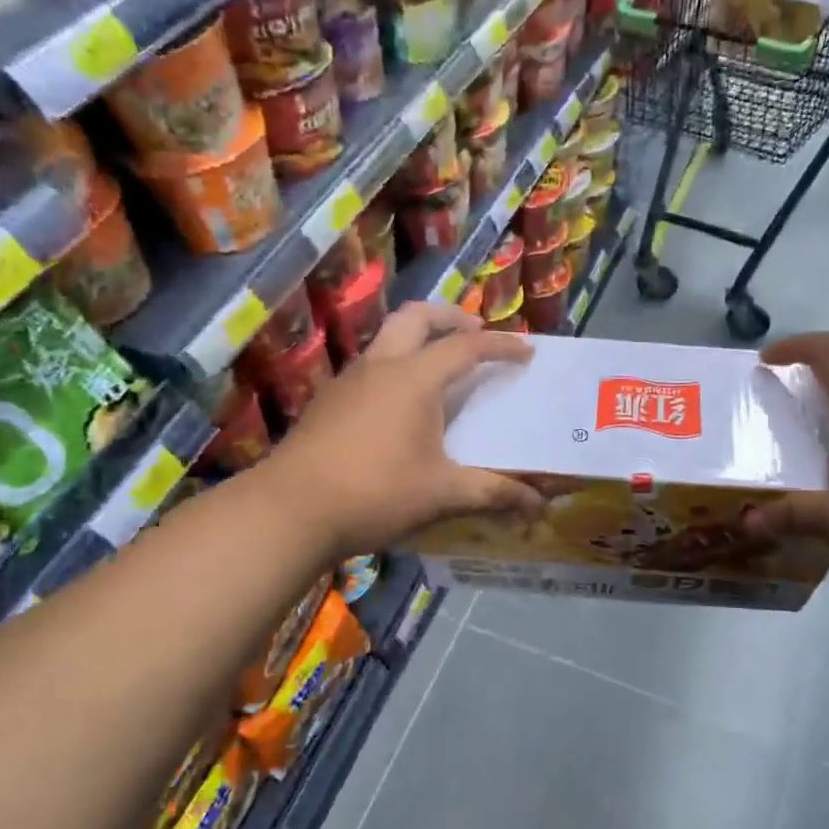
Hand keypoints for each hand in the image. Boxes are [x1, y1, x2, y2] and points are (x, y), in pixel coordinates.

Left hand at [256, 302, 545, 557]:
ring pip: (387, 339)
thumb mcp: (442, 494)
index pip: (466, 347)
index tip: (526, 351)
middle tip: (475, 333)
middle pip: (417, 317)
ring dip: (418, 339)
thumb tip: (539, 505)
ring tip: (440, 367)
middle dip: (450, 317)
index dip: (501, 345)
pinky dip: (395, 366)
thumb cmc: (375, 493)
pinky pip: (370, 367)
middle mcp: (380, 366)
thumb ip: (493, 493)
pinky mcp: (328, 401)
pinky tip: (400, 405)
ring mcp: (348, 381)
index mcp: (414, 378)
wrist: (289, 511)